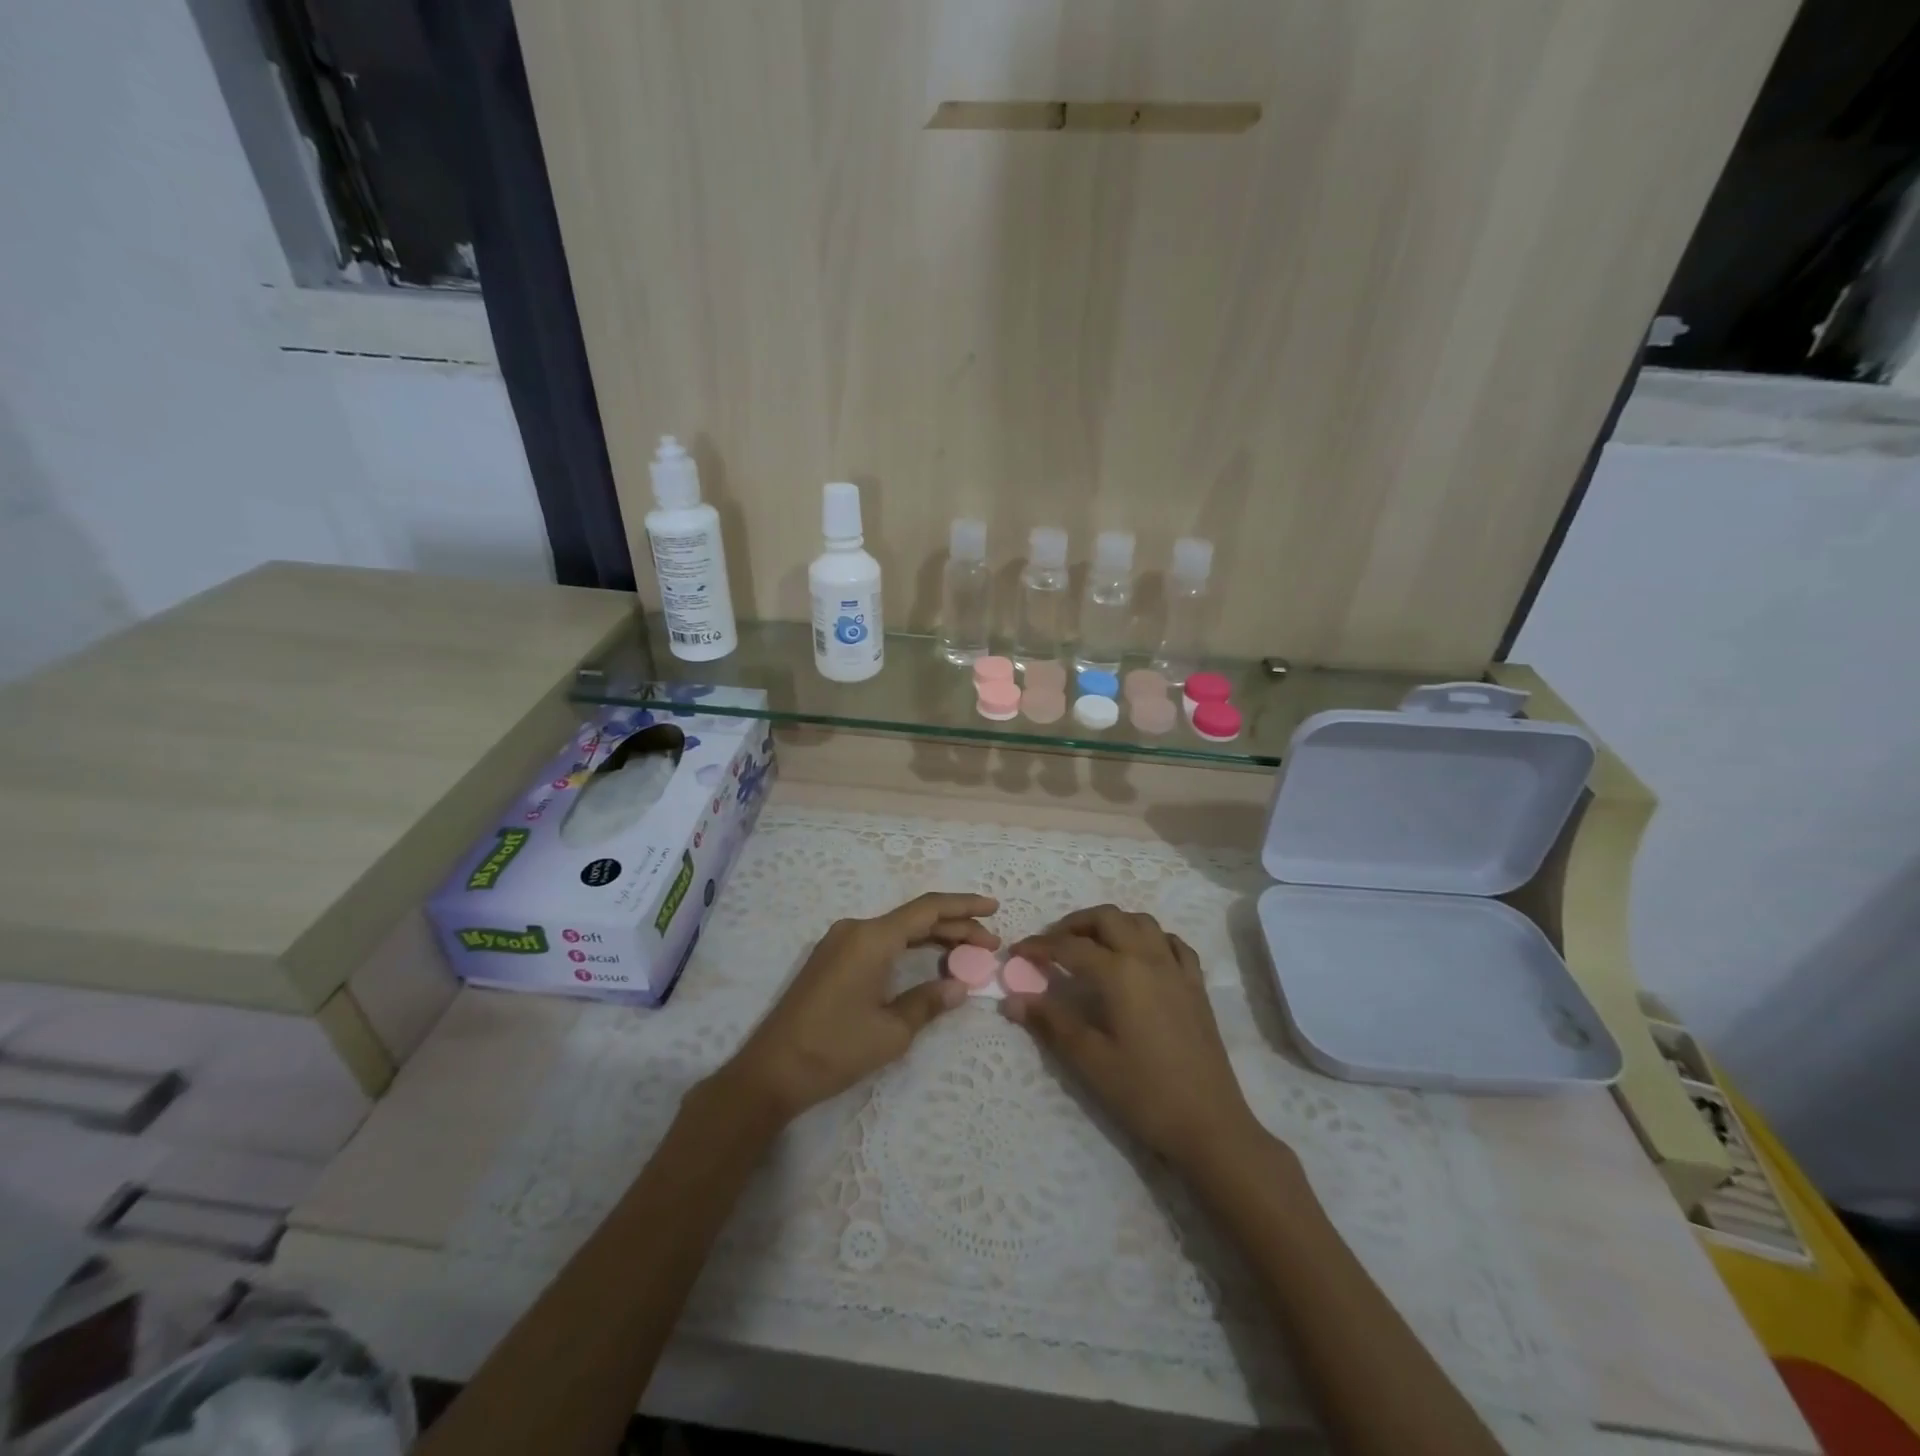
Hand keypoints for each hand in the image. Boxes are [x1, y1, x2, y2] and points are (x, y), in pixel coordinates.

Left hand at [717, 892, 998, 1122]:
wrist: (771, 1072)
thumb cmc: (835, 1049)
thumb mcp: (891, 1031)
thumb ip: (929, 1002)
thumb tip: (960, 986)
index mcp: (872, 938)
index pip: (928, 909)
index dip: (964, 906)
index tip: (994, 908)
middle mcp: (855, 929)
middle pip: (915, 918)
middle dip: (955, 927)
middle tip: (990, 943)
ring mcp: (840, 943)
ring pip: (897, 930)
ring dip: (933, 938)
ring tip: (968, 952)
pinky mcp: (831, 960)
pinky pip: (880, 943)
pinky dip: (909, 948)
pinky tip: (928, 962)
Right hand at [1004, 906, 1263, 1168]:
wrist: (1210, 1125)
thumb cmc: (1144, 1093)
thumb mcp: (1090, 1060)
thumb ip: (1050, 1022)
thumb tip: (1012, 1000)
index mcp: (1119, 973)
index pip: (1070, 947)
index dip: (1039, 946)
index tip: (1016, 952)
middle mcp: (1148, 958)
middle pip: (1107, 918)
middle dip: (1074, 923)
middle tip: (1051, 944)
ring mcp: (1177, 969)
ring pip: (1141, 922)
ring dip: (1112, 923)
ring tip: (1091, 944)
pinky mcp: (1196, 985)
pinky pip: (1173, 943)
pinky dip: (1151, 938)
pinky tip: (1141, 955)